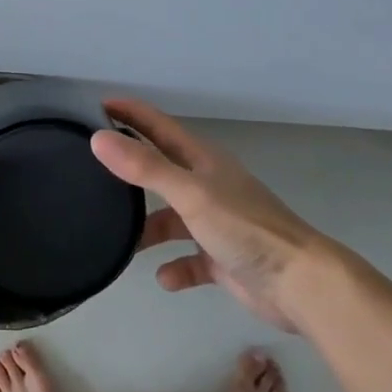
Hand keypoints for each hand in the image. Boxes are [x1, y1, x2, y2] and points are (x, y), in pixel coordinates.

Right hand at [91, 99, 332, 332]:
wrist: (300, 284)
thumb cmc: (244, 228)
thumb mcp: (190, 193)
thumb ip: (145, 167)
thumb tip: (98, 139)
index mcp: (203, 161)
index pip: (159, 126)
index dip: (131, 114)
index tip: (96, 106)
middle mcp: (207, 186)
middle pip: (161, 171)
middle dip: (130, 170)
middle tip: (91, 170)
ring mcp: (216, 224)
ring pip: (171, 218)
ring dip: (147, 228)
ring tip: (119, 239)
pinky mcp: (222, 259)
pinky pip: (189, 260)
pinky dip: (175, 267)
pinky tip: (164, 277)